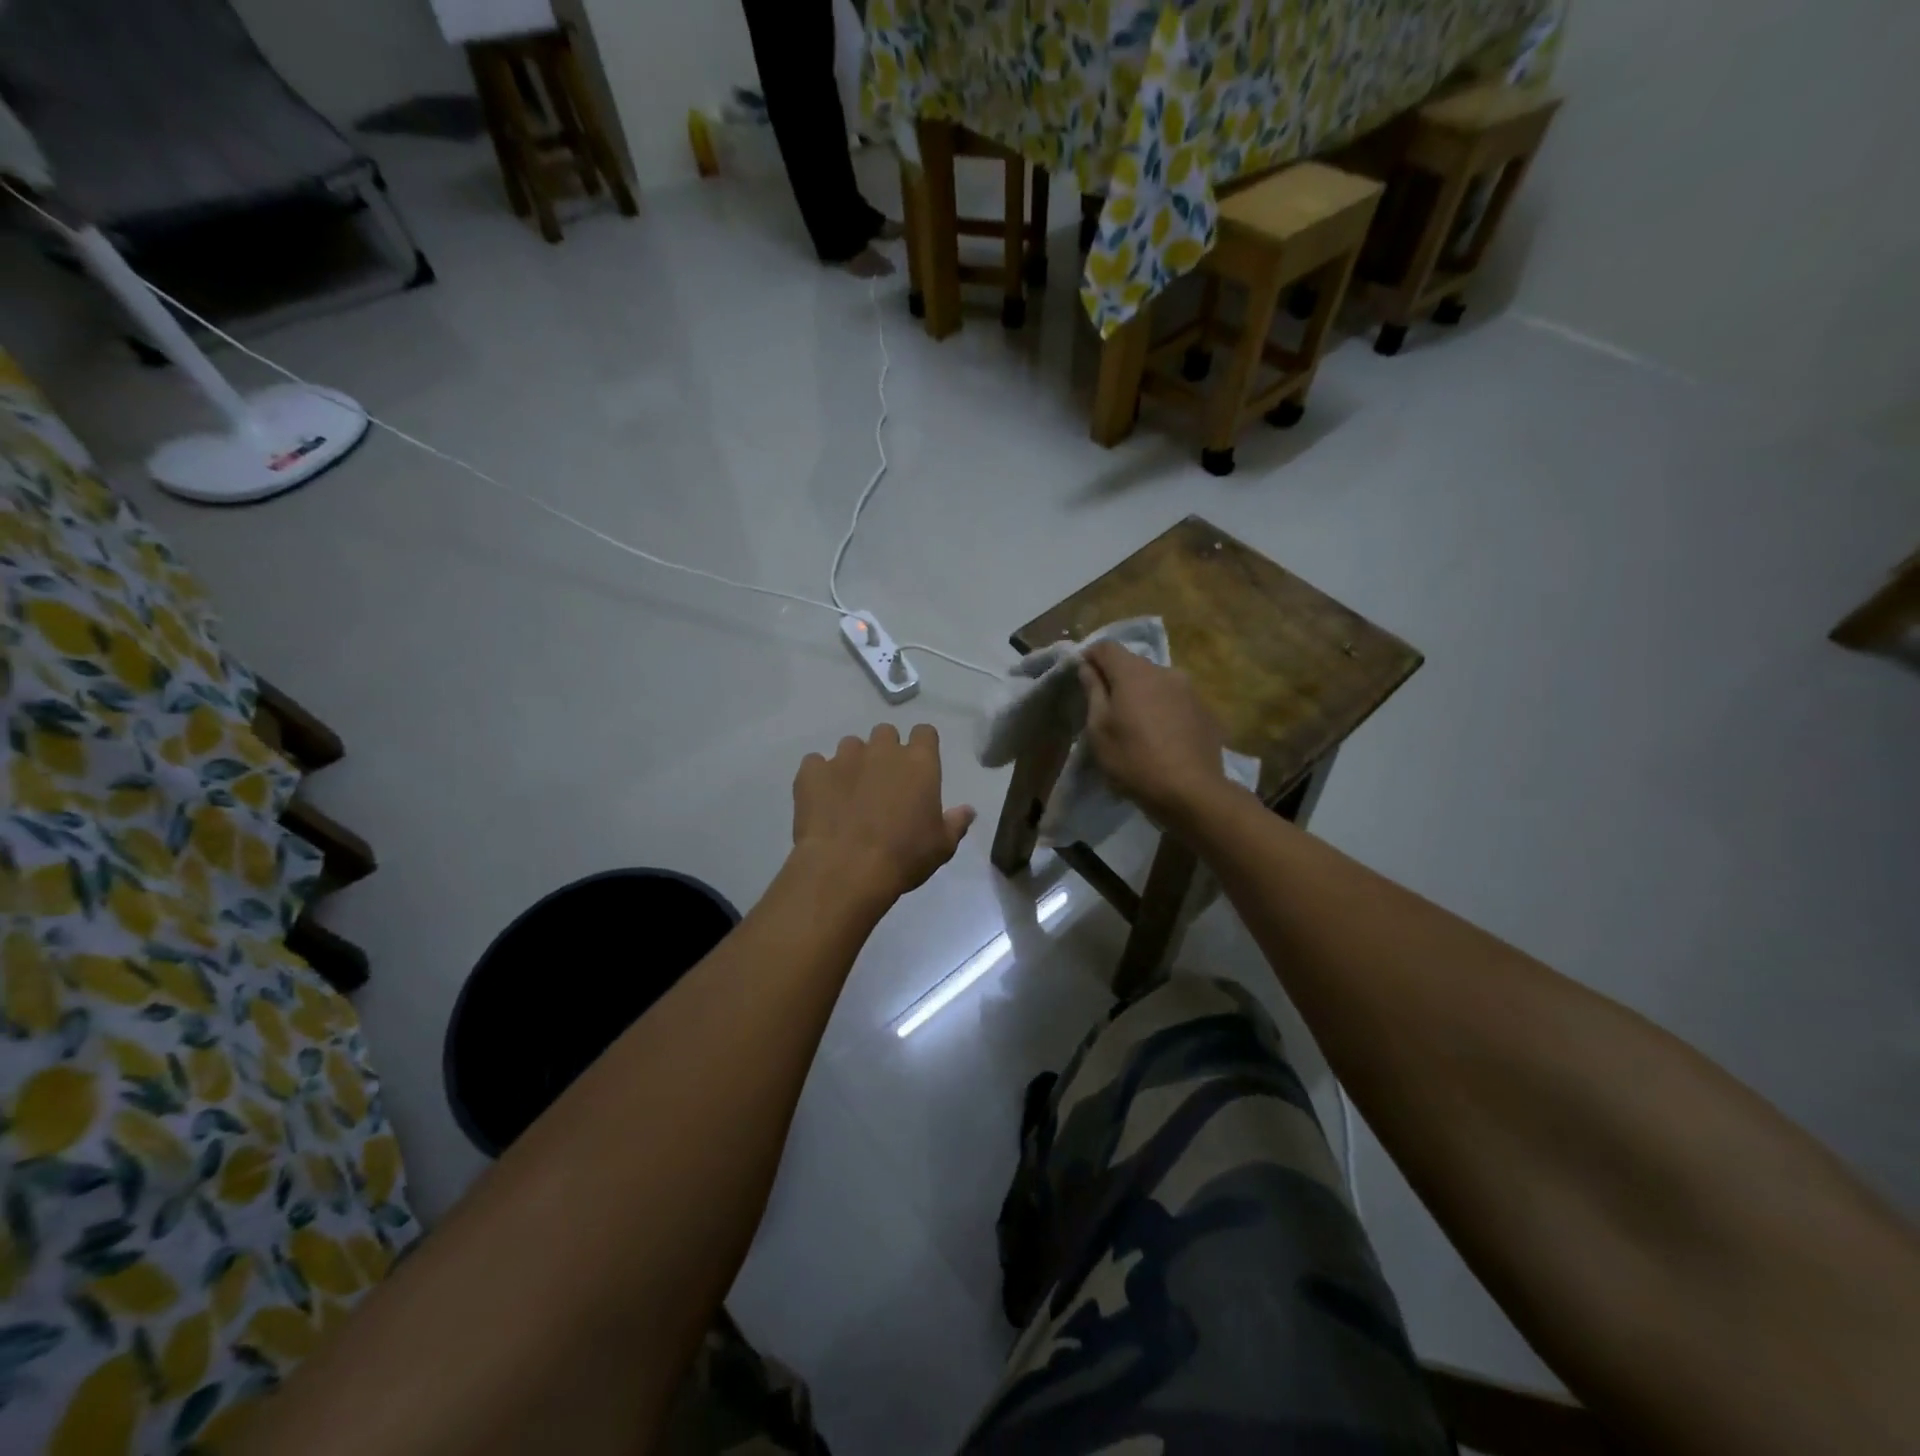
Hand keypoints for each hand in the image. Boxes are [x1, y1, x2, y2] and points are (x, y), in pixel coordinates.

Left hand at [792, 724, 975, 904]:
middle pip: (885, 733)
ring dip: (853, 762)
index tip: (918, 767)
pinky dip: (819, 777)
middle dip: (885, 751)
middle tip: (883, 782)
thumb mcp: (941, 846)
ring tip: (849, 793)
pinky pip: (815, 764)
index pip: (925, 733)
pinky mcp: (812, 772)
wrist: (845, 869)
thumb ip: (956, 822)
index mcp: (919, 763)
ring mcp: (844, 758)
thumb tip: (968, 810)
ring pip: (850, 745)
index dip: (922, 746)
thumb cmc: (903, 857)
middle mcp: (882, 751)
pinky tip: (821, 800)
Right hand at [1079, 641, 1229, 826]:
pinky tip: (1162, 738)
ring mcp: (1190, 690)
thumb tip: (1088, 667)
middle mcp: (1165, 671)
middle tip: (1107, 709)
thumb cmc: (1133, 759)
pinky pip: (1176, 701)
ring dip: (1143, 695)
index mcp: (1134, 673)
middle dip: (1118, 679)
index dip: (1091, 657)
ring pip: (1157, 683)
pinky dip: (1164, 710)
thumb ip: (1093, 692)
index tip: (1082, 678)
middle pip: (1134, 665)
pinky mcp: (1206, 710)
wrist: (1191, 791)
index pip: (1106, 647)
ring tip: (1137, 727)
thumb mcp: (1099, 729)